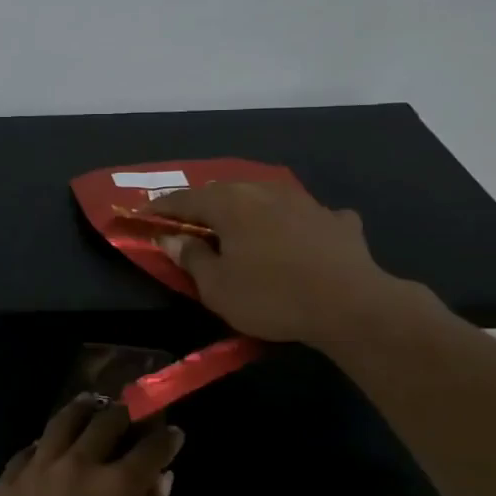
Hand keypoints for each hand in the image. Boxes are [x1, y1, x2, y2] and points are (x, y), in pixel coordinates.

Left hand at [0, 397, 181, 495]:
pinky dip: (46, 442)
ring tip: (91, 404)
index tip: (173, 433)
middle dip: (125, 413)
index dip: (166, 438)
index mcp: (117, 488)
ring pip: (64, 422)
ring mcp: (38, 469)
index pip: (150, 448)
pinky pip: (30, 449)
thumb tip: (160, 480)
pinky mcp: (7, 481)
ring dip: (84, 410)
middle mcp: (79, 465)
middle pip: (106, 422)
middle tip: (131, 413)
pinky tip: (50, 445)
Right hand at [148, 182, 398, 346]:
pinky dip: (297, 225)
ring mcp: (305, 202)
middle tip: (191, 223)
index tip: (144, 214)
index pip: (185, 200)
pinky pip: (307, 217)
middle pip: (225, 193)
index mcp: (230, 204)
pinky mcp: (337, 220)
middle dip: (205, 206)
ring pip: (266, 199)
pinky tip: (303, 237)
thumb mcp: (217, 287)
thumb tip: (172, 238)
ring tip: (242, 229)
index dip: (162, 208)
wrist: (350, 304)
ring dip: (250, 212)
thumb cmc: (271, 296)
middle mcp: (265, 191)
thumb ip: (191, 258)